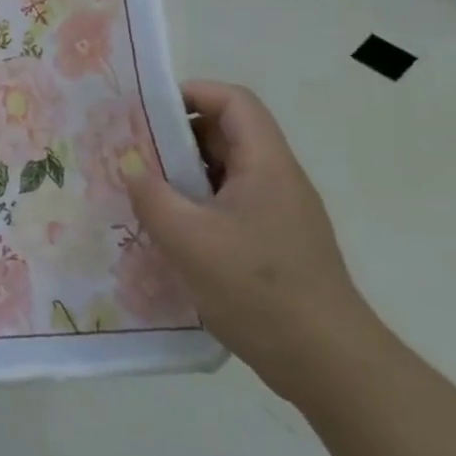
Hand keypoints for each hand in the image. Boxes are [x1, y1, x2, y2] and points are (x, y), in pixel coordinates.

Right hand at [126, 81, 379, 401]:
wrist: (327, 363)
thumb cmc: (257, 289)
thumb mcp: (188, 239)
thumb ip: (151, 195)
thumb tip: (128, 164)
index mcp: (265, 165)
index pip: (233, 102)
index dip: (190, 93)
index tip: (146, 110)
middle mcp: (276, 179)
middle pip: (226, 134)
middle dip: (175, 136)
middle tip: (131, 151)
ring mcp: (278, 213)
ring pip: (225, 172)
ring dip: (182, 174)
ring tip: (141, 190)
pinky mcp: (273, 242)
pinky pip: (228, 204)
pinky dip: (195, 204)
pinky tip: (168, 230)